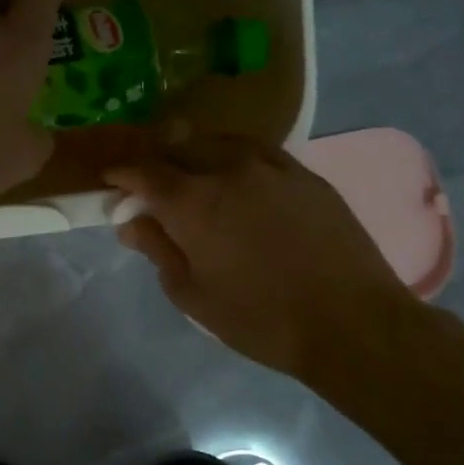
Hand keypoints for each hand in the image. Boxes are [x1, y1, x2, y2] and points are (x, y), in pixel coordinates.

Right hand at [105, 134, 428, 387]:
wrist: (351, 322)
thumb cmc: (260, 318)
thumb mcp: (193, 295)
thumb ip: (158, 250)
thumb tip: (131, 222)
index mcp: (194, 201)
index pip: (144, 171)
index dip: (122, 174)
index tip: (112, 181)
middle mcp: (229, 169)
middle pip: (180, 147)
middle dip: (158, 162)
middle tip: (151, 186)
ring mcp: (272, 165)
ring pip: (219, 142)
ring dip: (196, 155)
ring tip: (193, 178)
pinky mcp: (305, 173)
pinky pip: (256, 151)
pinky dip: (233, 158)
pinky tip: (237, 181)